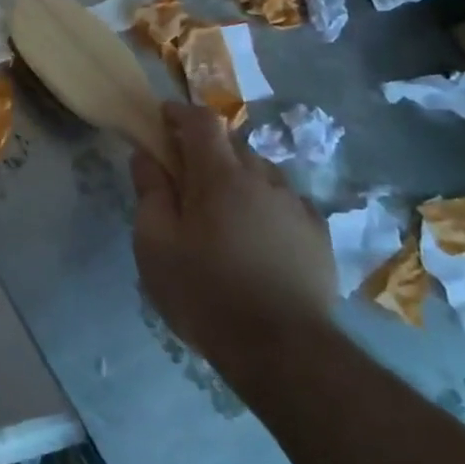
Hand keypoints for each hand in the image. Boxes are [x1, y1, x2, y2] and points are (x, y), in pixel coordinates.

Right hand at [132, 102, 335, 366]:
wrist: (282, 350)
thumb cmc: (205, 292)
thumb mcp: (155, 244)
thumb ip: (149, 192)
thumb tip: (146, 156)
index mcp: (220, 175)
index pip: (201, 120)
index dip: (179, 113)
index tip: (161, 120)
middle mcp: (263, 179)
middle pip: (232, 144)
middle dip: (206, 148)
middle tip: (184, 176)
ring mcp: (296, 206)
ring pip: (261, 173)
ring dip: (237, 177)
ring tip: (221, 211)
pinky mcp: (318, 235)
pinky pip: (285, 202)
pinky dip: (265, 204)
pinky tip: (256, 235)